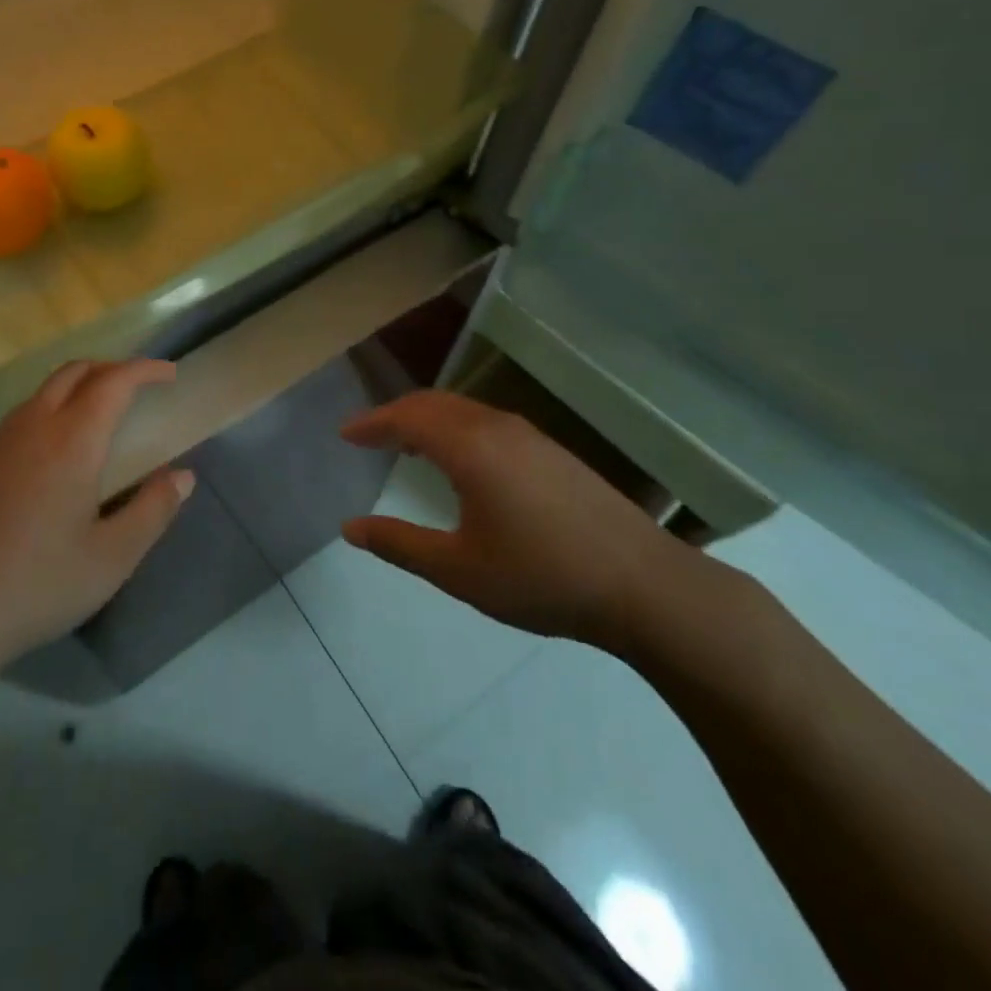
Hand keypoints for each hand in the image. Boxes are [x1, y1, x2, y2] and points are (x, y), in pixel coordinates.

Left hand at [0, 359, 192, 681]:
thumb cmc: (37, 584)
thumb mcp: (111, 558)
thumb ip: (153, 510)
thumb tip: (182, 476)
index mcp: (72, 440)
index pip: (114, 381)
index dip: (145, 369)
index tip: (169, 373)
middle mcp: (32, 427)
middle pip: (74, 372)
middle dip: (110, 368)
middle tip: (137, 388)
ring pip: (42, 393)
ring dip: (77, 388)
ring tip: (100, 418)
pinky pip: (20, 419)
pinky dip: (50, 413)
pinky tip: (53, 457)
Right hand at [339, 391, 693, 648]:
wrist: (645, 586)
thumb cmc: (542, 578)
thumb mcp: (459, 570)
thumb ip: (399, 545)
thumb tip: (350, 528)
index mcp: (470, 448)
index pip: (407, 418)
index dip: (371, 424)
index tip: (344, 434)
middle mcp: (497, 427)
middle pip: (433, 403)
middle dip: (395, 414)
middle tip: (367, 436)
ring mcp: (529, 436)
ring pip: (462, 409)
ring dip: (426, 418)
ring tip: (404, 443)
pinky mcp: (551, 451)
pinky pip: (486, 421)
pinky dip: (455, 427)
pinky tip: (458, 458)